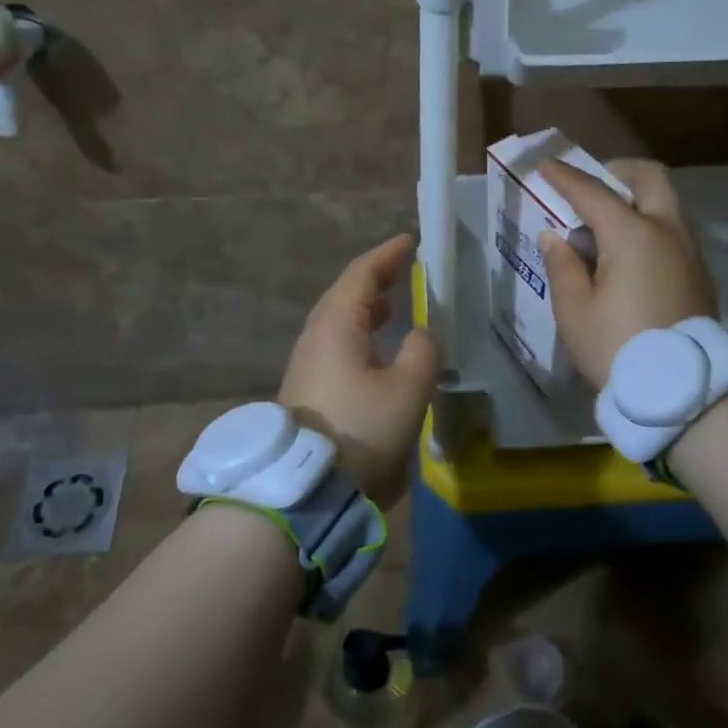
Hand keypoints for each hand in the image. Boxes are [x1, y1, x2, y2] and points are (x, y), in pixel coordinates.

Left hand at [280, 233, 440, 506]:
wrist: (305, 487)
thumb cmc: (361, 428)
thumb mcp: (408, 388)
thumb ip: (423, 352)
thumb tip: (421, 335)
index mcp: (336, 326)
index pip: (361, 276)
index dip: (386, 256)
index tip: (408, 241)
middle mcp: (315, 338)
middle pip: (343, 295)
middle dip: (374, 280)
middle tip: (402, 269)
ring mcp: (307, 365)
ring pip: (337, 322)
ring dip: (364, 308)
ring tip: (391, 305)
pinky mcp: (307, 391)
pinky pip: (335, 345)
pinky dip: (358, 333)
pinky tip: (375, 350)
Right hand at [536, 159, 717, 389]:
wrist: (682, 392)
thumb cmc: (618, 348)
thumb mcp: (575, 311)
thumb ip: (563, 266)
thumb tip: (556, 237)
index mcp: (633, 235)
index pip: (593, 192)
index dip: (565, 177)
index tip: (545, 165)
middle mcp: (668, 231)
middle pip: (650, 179)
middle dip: (620, 172)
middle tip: (595, 184)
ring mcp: (691, 252)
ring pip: (668, 205)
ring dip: (638, 200)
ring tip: (607, 225)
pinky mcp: (700, 275)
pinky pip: (675, 232)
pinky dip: (652, 226)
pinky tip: (630, 255)